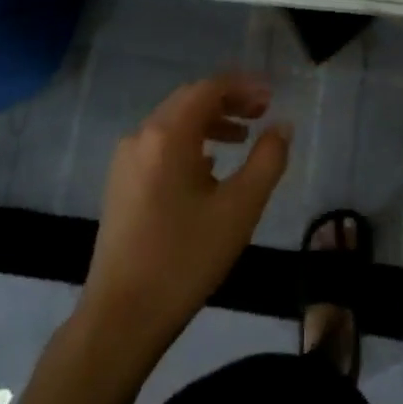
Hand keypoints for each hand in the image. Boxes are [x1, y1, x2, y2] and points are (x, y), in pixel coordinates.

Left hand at [79, 72, 290, 364]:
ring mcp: (125, 160)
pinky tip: (209, 167)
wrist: (122, 315)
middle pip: (188, 100)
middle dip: (227, 100)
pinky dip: (189, 142)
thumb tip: (282, 126)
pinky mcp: (120, 183)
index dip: (243, 87)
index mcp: (167, 135)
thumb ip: (267, 160)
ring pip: (172, 123)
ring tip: (243, 137)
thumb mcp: (239, 209)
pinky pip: (159, 145)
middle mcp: (141, 136)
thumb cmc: (186, 258)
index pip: (208, 89)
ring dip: (209, 121)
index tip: (271, 98)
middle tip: (262, 112)